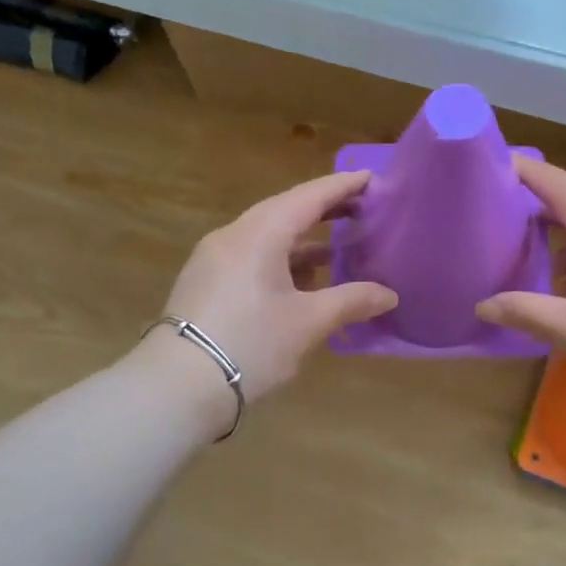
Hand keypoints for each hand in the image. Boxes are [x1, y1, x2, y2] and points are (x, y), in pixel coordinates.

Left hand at [144, 170, 397, 410]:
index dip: (342, 187)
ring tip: (336, 253)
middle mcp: (233, 236)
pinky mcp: (204, 283)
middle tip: (360, 210)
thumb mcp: (308, 323)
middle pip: (285, 211)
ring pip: (266, 237)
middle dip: (323, 211)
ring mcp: (213, 259)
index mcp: (260, 234)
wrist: (177, 387)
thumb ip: (351, 301)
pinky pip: (250, 258)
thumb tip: (389, 295)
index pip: (308, 197)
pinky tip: (299, 284)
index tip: (371, 178)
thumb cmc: (251, 344)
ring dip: (301, 242)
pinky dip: (280, 262)